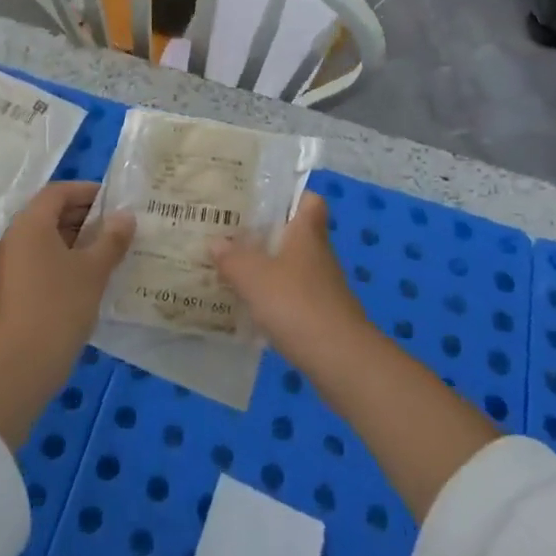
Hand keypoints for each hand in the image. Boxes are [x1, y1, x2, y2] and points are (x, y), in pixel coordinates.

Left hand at [0, 182, 135, 369]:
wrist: (21, 364)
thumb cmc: (59, 305)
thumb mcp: (93, 270)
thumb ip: (111, 239)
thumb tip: (126, 216)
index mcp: (31, 223)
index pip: (58, 192)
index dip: (87, 191)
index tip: (115, 200)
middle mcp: (17, 237)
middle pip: (51, 213)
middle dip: (85, 215)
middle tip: (119, 226)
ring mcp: (13, 264)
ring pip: (48, 238)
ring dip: (78, 239)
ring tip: (112, 250)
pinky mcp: (16, 288)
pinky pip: (43, 259)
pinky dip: (67, 259)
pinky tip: (93, 276)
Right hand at [213, 193, 369, 368]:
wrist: (340, 359)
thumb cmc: (296, 304)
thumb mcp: (254, 277)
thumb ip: (232, 258)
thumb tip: (215, 241)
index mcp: (307, 233)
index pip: (309, 201)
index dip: (291, 196)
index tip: (263, 200)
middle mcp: (318, 254)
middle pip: (296, 234)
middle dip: (268, 234)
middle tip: (233, 234)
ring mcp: (322, 286)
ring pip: (293, 266)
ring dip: (268, 268)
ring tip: (234, 269)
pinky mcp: (321, 315)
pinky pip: (293, 296)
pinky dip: (274, 298)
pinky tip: (250, 307)